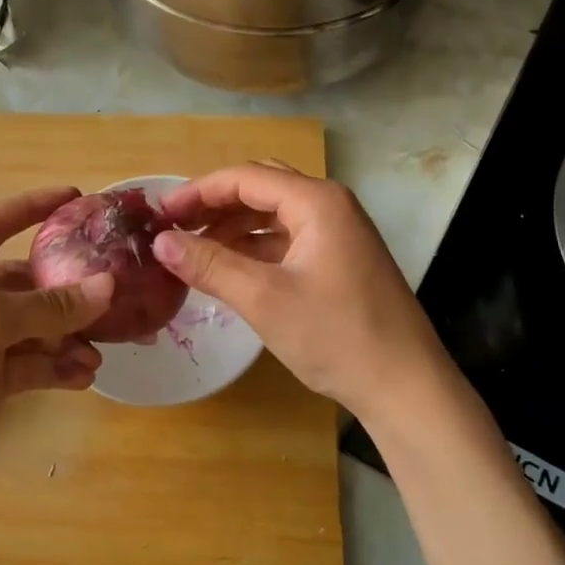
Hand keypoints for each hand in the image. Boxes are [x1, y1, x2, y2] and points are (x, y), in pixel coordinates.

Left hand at [0, 186, 112, 505]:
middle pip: (25, 284)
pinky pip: (29, 367)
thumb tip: (107, 286)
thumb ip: (47, 306)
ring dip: (67, 339)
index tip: (77, 197)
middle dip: (67, 292)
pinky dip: (56, 370)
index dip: (34, 206)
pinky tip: (82, 379)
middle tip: (110, 302)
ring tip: (97, 356)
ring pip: (33, 330)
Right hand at [153, 163, 448, 419]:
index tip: (160, 214)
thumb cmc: (336, 336)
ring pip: (274, 216)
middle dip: (215, 205)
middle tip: (175, 229)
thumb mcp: (264, 299)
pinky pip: (288, 240)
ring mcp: (339, 234)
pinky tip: (229, 269)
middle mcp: (330, 206)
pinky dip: (255, 249)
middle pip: (261, 189)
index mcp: (317, 202)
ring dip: (233, 227)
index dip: (198, 192)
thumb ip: (210, 265)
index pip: (245, 177)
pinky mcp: (340, 260)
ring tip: (193, 250)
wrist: (405, 387)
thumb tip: (159, 242)